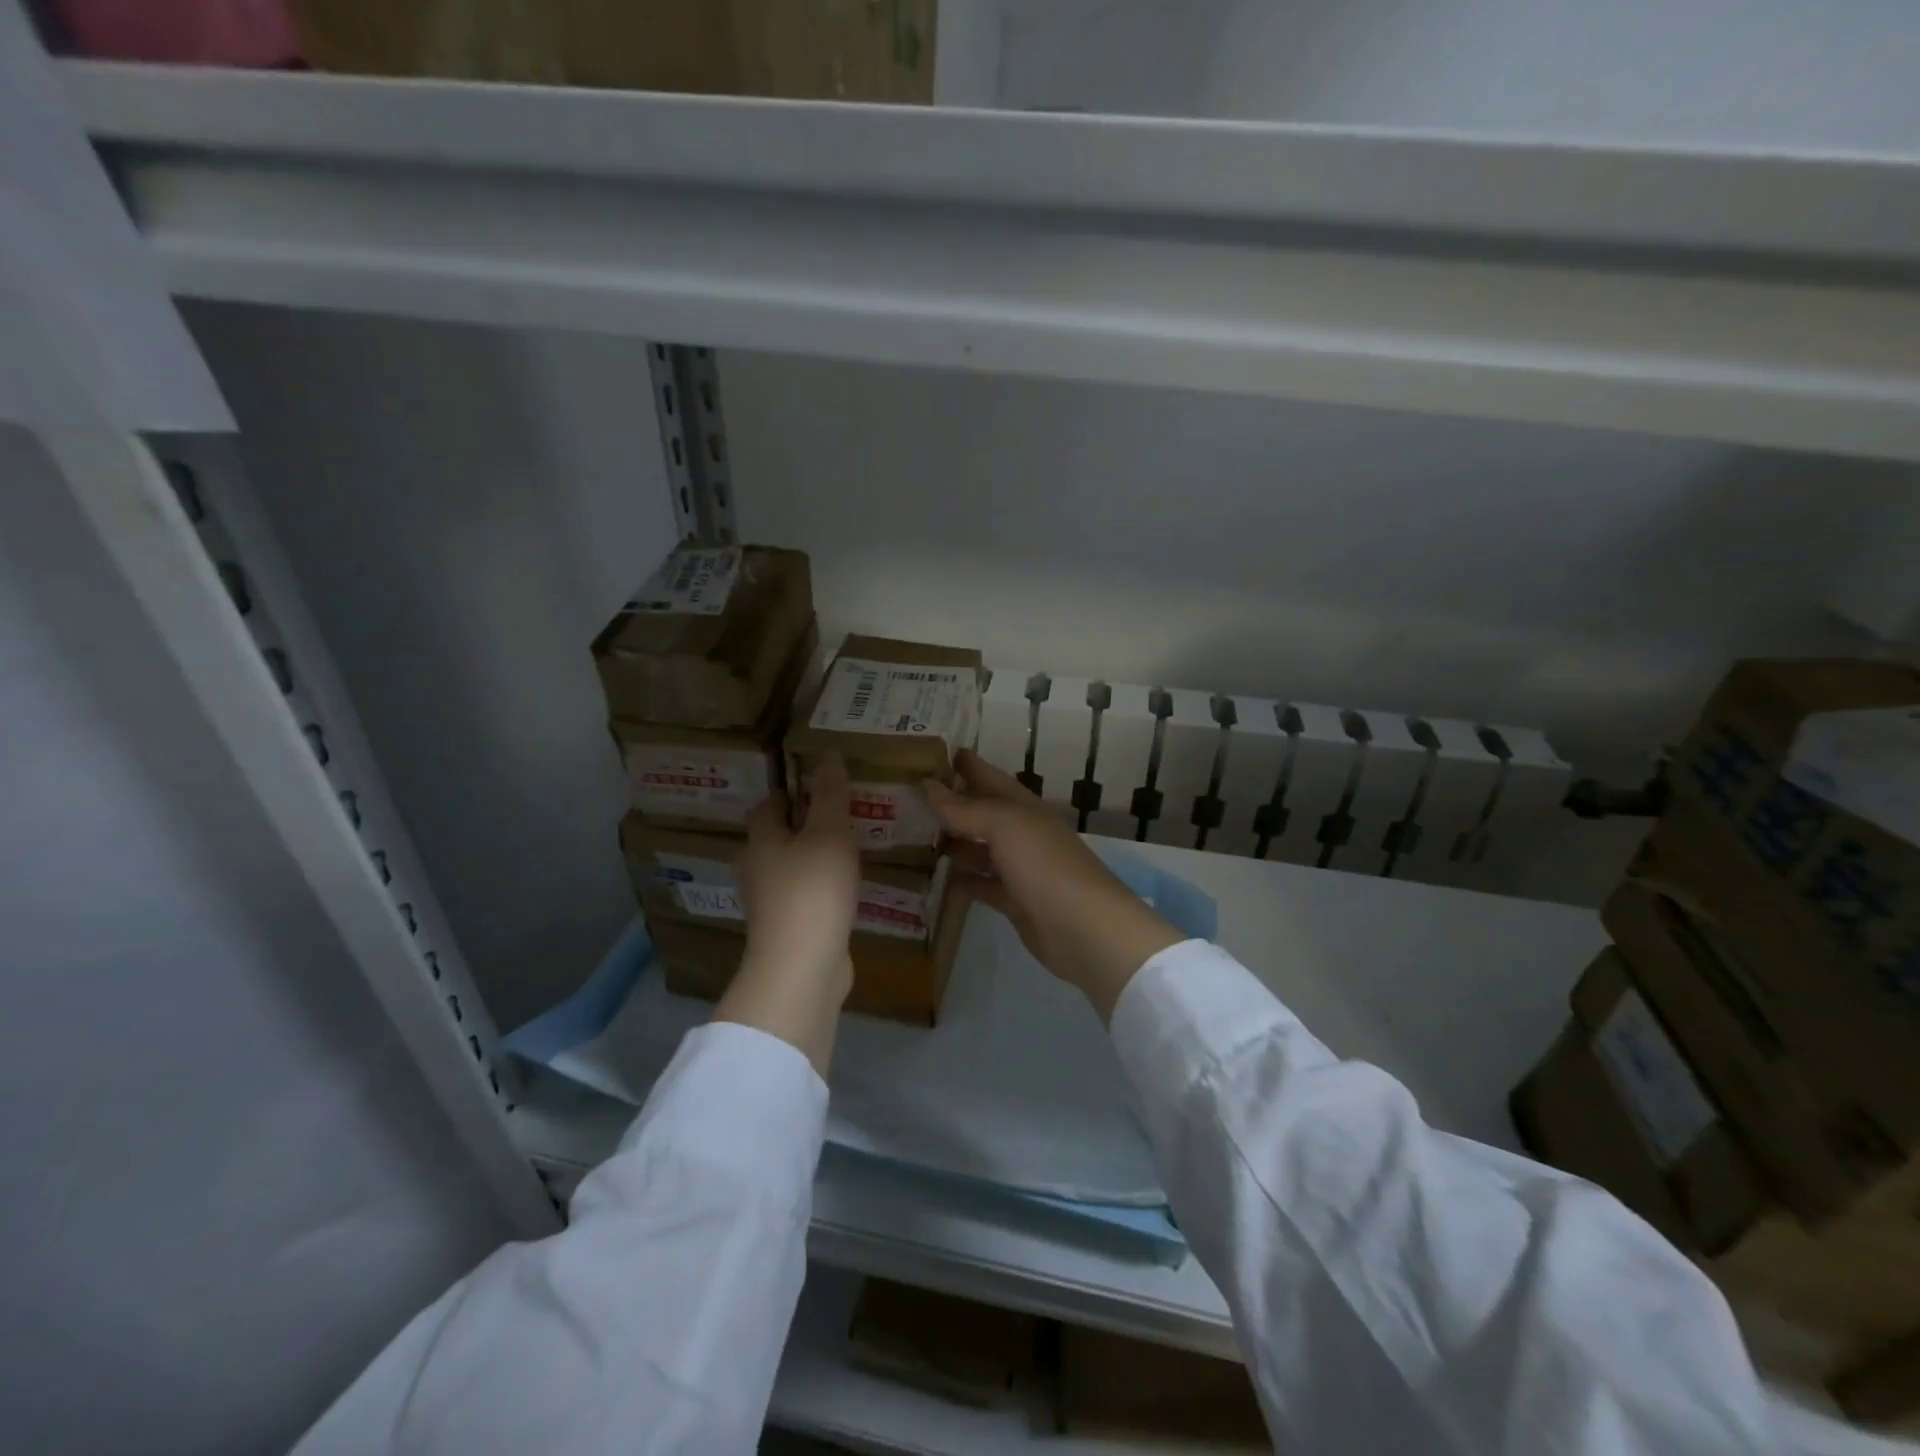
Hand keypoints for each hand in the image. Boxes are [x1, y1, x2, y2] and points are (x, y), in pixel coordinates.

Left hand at [717, 753, 859, 1075]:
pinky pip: (804, 897)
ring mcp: (770, 904)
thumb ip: (830, 795)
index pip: (767, 806)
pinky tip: (845, 888)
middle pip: (775, 838)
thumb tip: (828, 754)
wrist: (802, 969)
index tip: (815, 783)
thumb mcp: (829, 834)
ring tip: (847, 847)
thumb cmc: (812, 891)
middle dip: (801, 824)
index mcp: (761, 841)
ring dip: (812, 857)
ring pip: (790, 869)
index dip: (788, 792)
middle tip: (837, 812)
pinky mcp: (788, 930)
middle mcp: (758, 870)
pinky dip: (820, 887)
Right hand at [922, 750, 1184, 1022]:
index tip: (929, 753)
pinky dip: (961, 879)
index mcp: (1022, 806)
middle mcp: (1020, 832)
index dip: (964, 763)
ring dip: (951, 841)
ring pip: (978, 848)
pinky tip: (936, 877)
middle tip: (907, 796)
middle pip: (981, 812)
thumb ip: (965, 808)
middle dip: (950, 803)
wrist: (1084, 928)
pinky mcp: (1013, 901)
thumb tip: (927, 785)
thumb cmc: (1045, 865)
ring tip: (911, 835)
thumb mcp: (1005, 826)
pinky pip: (981, 883)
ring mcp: (1018, 868)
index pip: (988, 776)